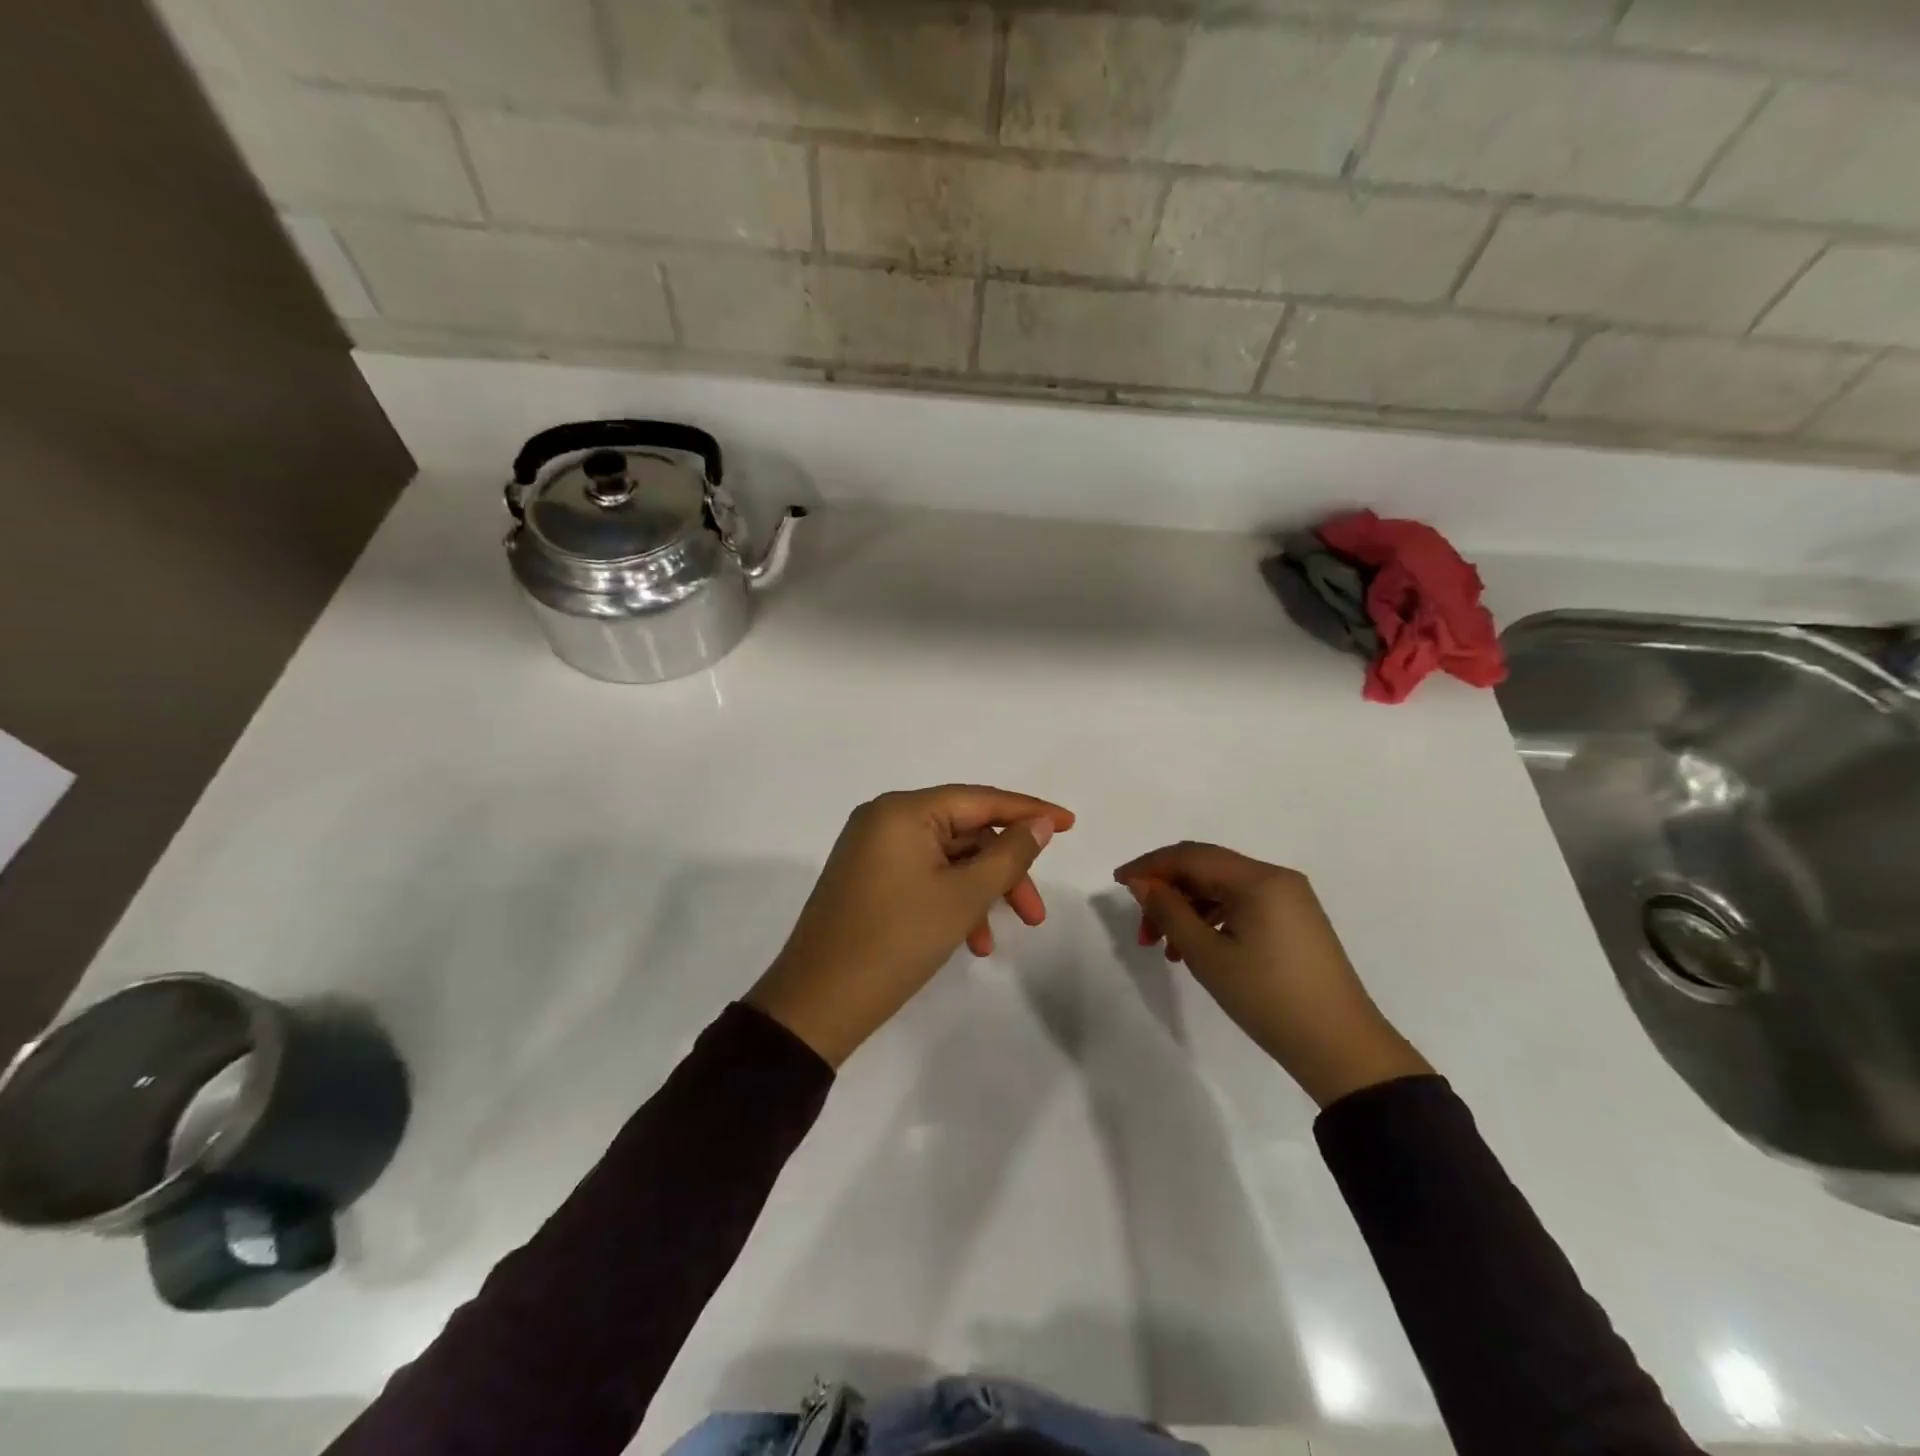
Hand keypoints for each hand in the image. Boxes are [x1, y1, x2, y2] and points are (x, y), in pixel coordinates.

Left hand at [749, 785, 1074, 1065]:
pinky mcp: (866, 880)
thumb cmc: (896, 941)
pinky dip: (950, 902)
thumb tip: (1039, 824)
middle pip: (964, 832)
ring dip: (978, 893)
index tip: (1069, 824)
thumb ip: (1009, 854)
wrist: (817, 1003)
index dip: (1028, 811)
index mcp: (903, 810)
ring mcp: (871, 850)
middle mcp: (884, 819)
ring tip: (995, 939)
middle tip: (1034, 913)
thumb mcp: (963, 897)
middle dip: (1003, 871)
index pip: (979, 799)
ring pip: (945, 860)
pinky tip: (968, 941)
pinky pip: (922, 877)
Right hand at [1114, 842, 1430, 1106]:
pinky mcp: (1295, 921)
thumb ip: (1169, 911)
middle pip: (1206, 868)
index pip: (1191, 855)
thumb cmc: (1268, 997)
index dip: (1150, 866)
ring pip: (1222, 888)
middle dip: (1167, 892)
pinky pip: (1243, 905)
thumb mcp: (1207, 955)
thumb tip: (1142, 883)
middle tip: (1142, 931)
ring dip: (1187, 909)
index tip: (1118, 884)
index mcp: (1258, 879)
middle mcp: (1276, 878)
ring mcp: (1290, 899)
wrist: (1341, 1048)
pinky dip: (1213, 919)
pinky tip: (1197, 949)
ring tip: (1167, 949)